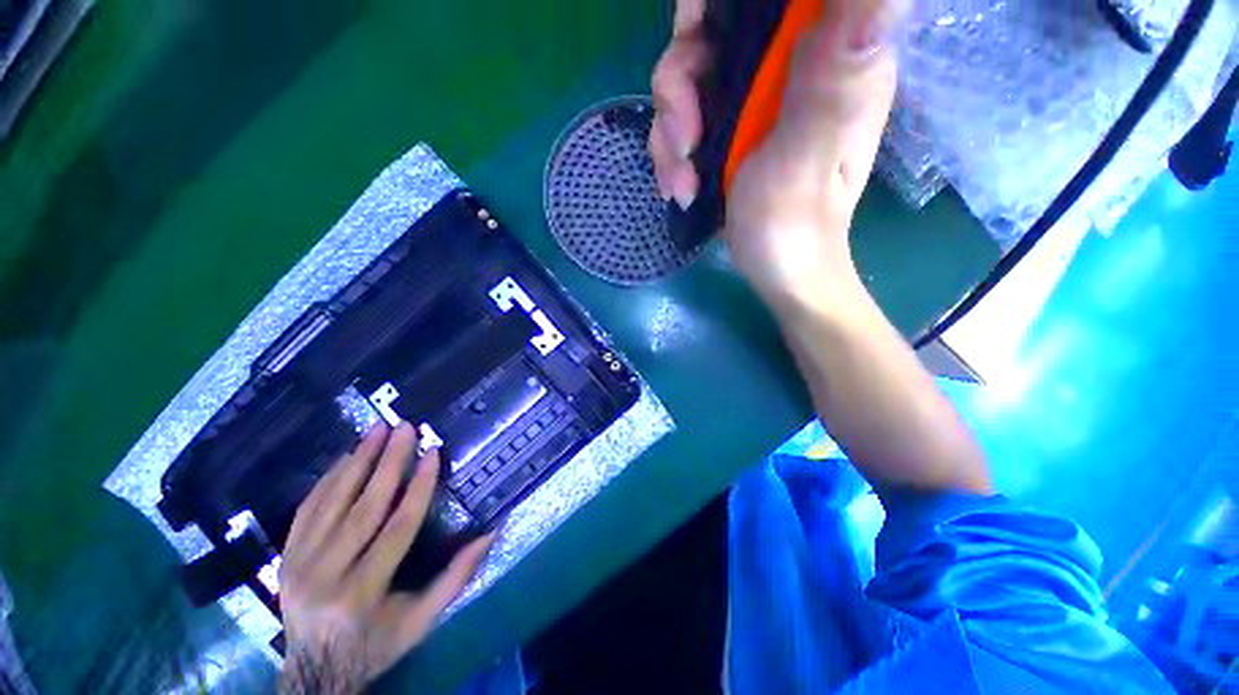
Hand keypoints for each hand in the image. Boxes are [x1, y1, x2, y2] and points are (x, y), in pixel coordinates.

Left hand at [277, 422, 493, 693]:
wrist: (314, 672)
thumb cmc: (376, 645)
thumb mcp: (422, 620)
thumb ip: (456, 577)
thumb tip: (491, 532)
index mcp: (363, 592)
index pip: (397, 527)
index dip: (419, 486)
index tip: (433, 452)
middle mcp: (327, 574)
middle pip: (363, 508)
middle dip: (388, 462)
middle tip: (405, 427)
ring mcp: (299, 564)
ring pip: (331, 502)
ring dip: (356, 461)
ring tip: (376, 429)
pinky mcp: (285, 558)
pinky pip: (306, 510)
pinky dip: (328, 480)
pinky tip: (345, 457)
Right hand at [661, 0, 902, 309]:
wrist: (779, 274)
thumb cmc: (796, 227)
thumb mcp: (808, 156)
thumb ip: (832, 78)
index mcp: (831, 55)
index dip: (718, 6)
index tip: (694, 40)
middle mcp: (792, 66)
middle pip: (714, 33)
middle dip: (680, 86)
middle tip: (683, 141)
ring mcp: (757, 101)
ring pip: (689, 81)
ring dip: (670, 134)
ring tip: (681, 183)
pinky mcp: (732, 131)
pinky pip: (684, 121)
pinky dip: (672, 155)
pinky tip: (680, 188)